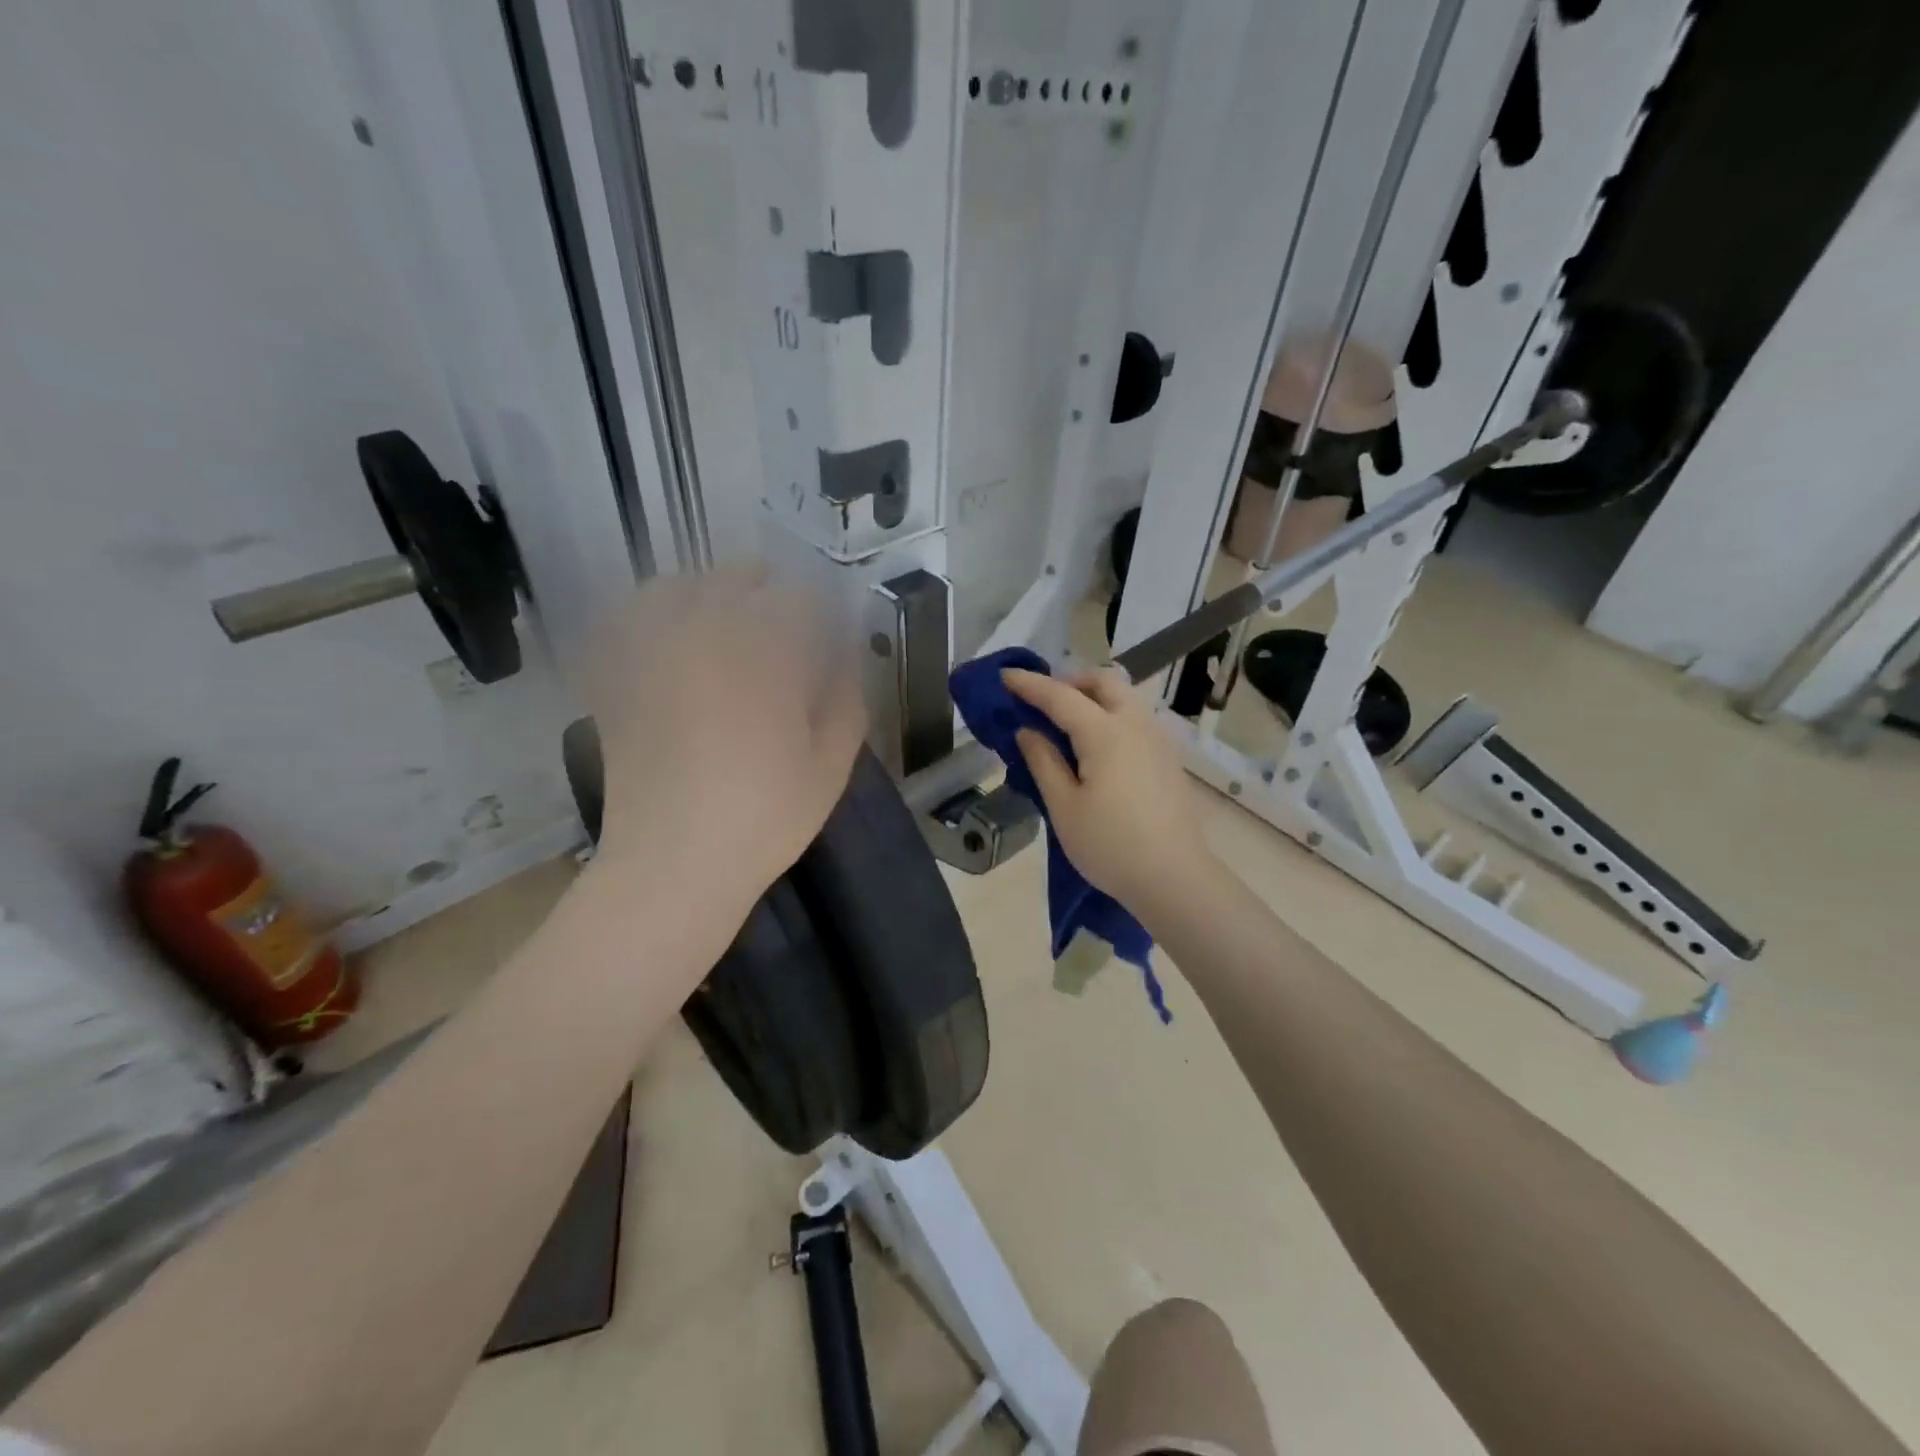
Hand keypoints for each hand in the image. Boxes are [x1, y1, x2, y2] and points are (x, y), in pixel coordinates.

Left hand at [583, 564, 866, 921]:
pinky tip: (669, 635)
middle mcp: (704, 633)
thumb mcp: (830, 763)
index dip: (819, 608)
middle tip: (782, 623)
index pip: (798, 596)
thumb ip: (846, 700)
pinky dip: (650, 614)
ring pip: (678, 587)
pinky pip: (628, 621)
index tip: (827, 631)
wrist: (675, 861)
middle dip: (765, 590)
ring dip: (707, 592)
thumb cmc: (765, 814)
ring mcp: (653, 651)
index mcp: (765, 651)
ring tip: (724, 618)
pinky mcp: (618, 678)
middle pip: (735, 577)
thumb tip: (847, 659)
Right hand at [1002, 667, 1213, 917]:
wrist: (1173, 877)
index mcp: (1104, 733)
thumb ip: (1043, 762)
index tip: (1004, 676)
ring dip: (1093, 696)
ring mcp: (1157, 740)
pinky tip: (1097, 746)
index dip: (1030, 684)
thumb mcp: (1064, 807)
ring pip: (1124, 697)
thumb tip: (1027, 732)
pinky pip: (1135, 718)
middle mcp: (1135, 725)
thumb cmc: (1110, 845)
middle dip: (1070, 681)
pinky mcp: (1168, 758)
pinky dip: (1111, 715)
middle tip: (1043, 702)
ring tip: (1067, 723)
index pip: (1060, 696)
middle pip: (1103, 682)